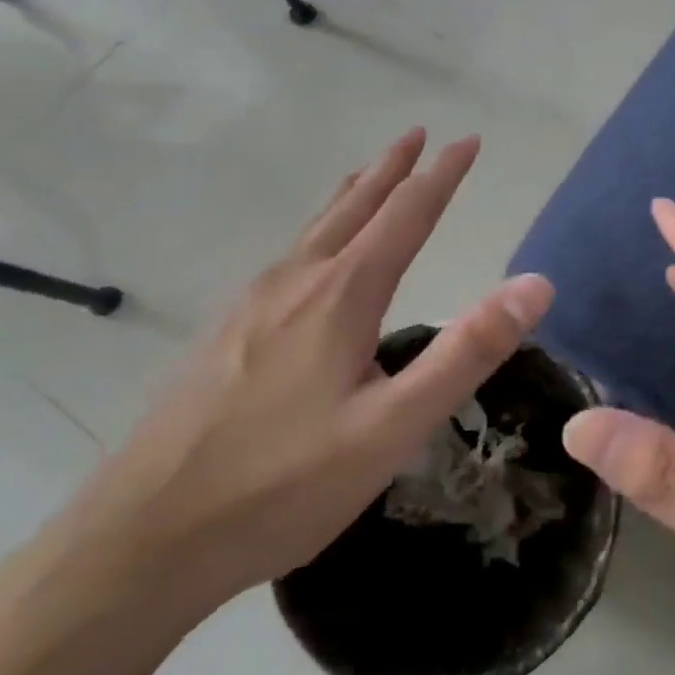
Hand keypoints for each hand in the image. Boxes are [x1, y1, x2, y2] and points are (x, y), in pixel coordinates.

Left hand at [72, 129, 555, 615]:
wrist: (139, 541)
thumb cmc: (281, 485)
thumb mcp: (393, 427)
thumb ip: (467, 352)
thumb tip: (536, 284)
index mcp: (341, 295)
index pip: (406, 214)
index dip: (442, 175)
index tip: (468, 140)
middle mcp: (295, 283)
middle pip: (353, 207)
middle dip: (392, 167)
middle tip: (417, 133)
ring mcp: (250, 307)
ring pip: (314, 231)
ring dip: (353, 195)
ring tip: (369, 175)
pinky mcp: (224, 334)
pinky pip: (288, 258)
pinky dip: (318, 231)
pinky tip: (311, 258)